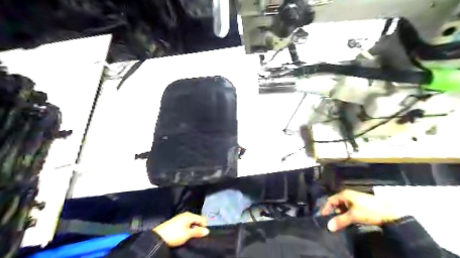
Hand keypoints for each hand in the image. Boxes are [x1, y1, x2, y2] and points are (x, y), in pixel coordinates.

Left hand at [152, 213, 209, 246]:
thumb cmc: (174, 234)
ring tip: (191, 236)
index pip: (202, 218)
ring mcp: (181, 217)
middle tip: (197, 236)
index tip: (203, 234)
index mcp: (190, 215)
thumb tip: (207, 230)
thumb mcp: (187, 234)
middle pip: (197, 220)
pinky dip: (188, 228)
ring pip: (192, 222)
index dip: (204, 226)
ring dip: (193, 228)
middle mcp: (186, 214)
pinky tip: (186, 234)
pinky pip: (187, 224)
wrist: (158, 237)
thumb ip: (198, 232)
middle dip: (199, 227)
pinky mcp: (177, 222)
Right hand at [321, 189, 398, 231]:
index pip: (330, 200)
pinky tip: (349, 221)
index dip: (326, 208)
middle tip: (332, 222)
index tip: (323, 217)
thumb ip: (340, 221)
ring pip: (343, 207)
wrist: (391, 212)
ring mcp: (354, 199)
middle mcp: (348, 195)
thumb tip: (328, 227)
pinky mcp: (360, 204)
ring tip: (340, 223)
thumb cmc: (370, 210)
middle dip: (333, 212)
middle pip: (336, 203)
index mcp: (344, 194)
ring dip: (341, 214)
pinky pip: (349, 209)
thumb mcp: (354, 216)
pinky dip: (347, 215)